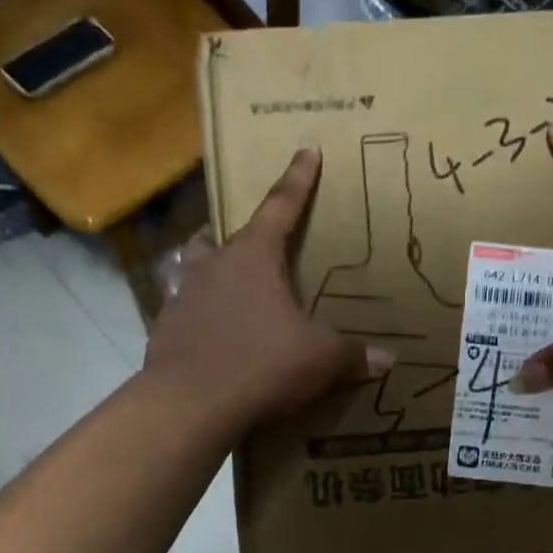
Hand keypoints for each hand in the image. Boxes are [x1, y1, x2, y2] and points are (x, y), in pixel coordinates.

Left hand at [143, 148, 392, 424]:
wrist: (190, 404)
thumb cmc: (261, 365)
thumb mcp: (319, 360)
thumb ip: (352, 356)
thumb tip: (388, 360)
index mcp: (254, 257)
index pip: (281, 207)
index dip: (298, 179)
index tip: (306, 148)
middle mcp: (213, 266)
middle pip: (222, 236)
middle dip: (238, 235)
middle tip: (251, 245)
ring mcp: (182, 297)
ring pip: (193, 268)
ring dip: (208, 271)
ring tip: (224, 287)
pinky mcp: (165, 331)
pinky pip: (182, 311)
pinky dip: (197, 316)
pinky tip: (209, 337)